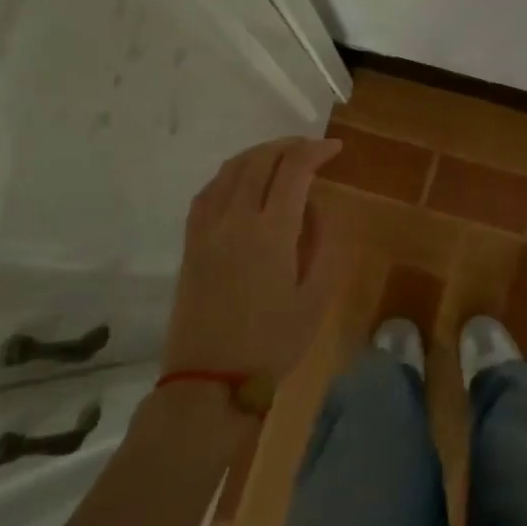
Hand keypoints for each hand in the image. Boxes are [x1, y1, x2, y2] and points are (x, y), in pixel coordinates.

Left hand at [162, 135, 342, 381]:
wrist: (210, 379)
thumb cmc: (273, 342)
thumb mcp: (316, 297)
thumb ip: (321, 243)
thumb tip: (314, 206)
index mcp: (271, 231)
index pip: (294, 169)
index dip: (316, 151)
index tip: (335, 149)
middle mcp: (235, 218)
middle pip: (260, 160)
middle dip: (289, 146)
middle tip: (312, 150)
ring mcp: (207, 228)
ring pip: (231, 169)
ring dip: (259, 154)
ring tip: (281, 158)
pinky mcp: (191, 242)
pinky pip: (209, 190)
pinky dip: (231, 174)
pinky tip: (243, 182)